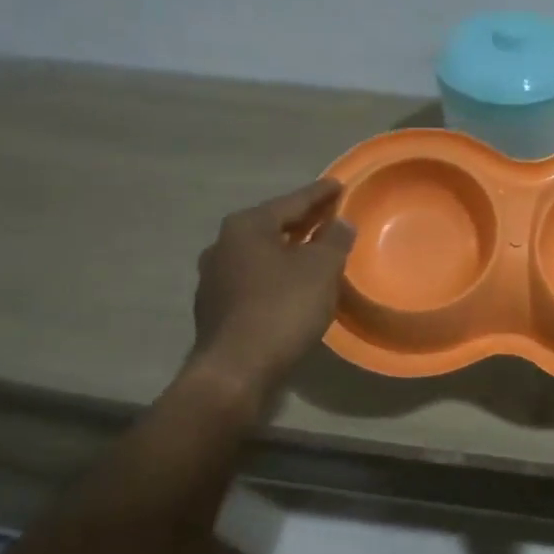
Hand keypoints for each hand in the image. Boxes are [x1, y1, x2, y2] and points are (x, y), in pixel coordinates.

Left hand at [190, 180, 355, 392]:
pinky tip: (293, 284)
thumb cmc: (282, 308)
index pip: (292, 202)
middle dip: (303, 221)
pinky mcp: (216, 307)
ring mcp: (214, 278)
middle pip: (273, 225)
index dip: (319, 194)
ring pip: (261, 253)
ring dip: (288, 250)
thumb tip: (339, 222)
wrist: (235, 369)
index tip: (338, 184)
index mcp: (246, 227)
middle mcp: (223, 245)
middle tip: (330, 215)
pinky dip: (276, 274)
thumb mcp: (321, 269)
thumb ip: (334, 240)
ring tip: (314, 250)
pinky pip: (254, 278)